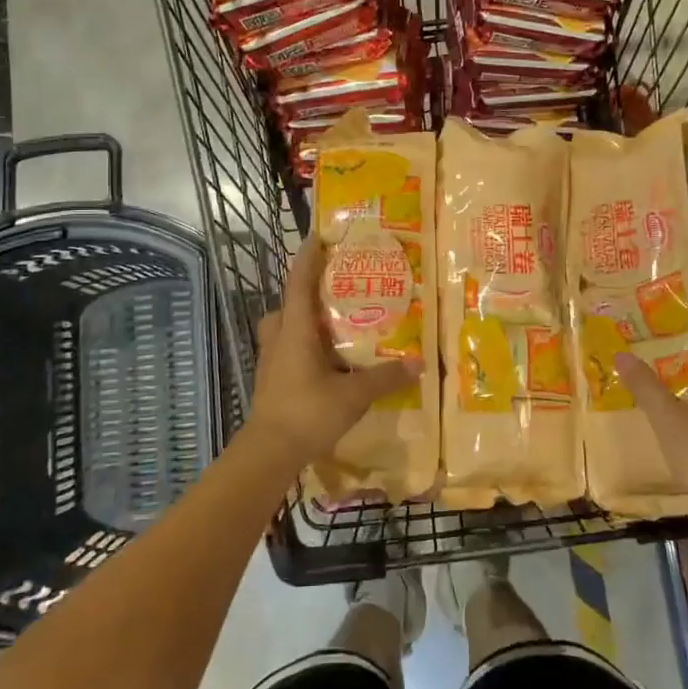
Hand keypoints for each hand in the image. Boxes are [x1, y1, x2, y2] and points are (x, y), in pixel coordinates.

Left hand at [245, 235, 417, 467]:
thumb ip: (385, 377)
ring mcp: (271, 360)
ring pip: (285, 327)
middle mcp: (279, 337)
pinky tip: (326, 360)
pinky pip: (287, 348)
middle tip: (335, 287)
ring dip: (304, 320)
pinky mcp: (271, 379)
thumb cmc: (308, 413)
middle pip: (289, 303)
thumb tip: (418, 362)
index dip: (308, 258)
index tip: (318, 236)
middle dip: (308, 291)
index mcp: (296, 330)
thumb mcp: (354, 395)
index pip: (299, 283)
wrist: (269, 452)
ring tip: (333, 324)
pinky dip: (303, 345)